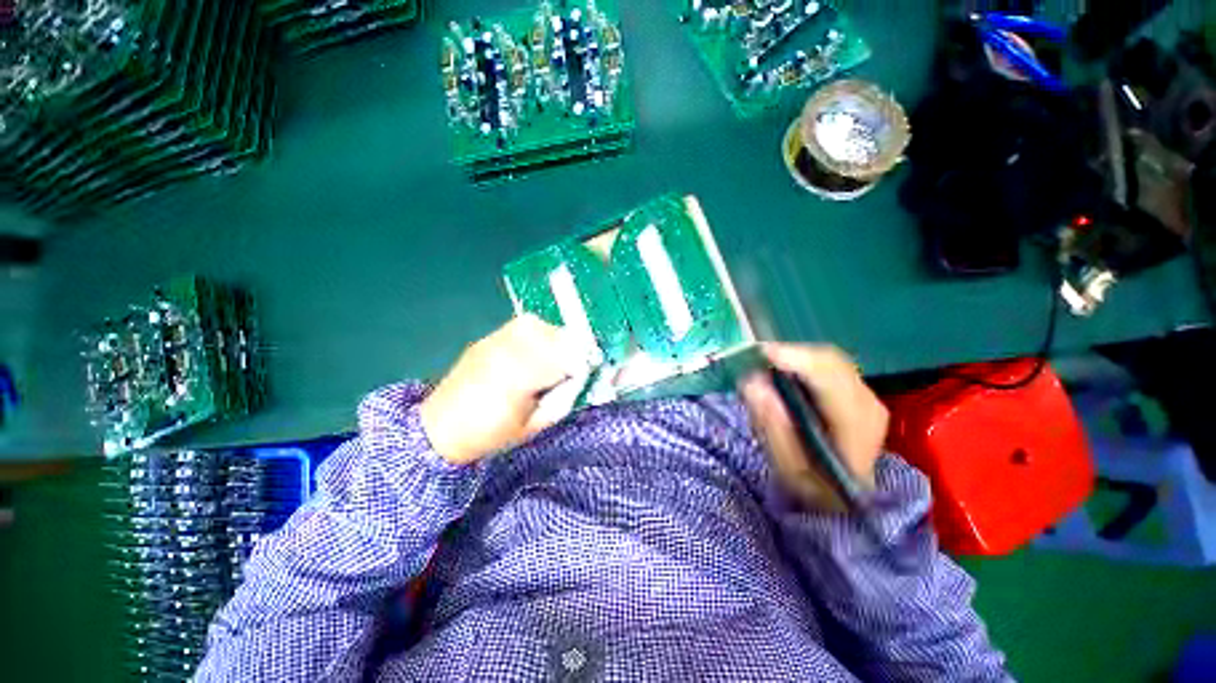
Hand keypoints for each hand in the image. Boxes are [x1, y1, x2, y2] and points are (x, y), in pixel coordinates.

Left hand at [420, 315, 588, 464]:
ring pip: (541, 326)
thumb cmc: (490, 435)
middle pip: (556, 336)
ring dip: (556, 340)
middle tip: (573, 369)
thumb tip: (582, 378)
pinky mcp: (489, 337)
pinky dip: (539, 335)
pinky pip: (525, 326)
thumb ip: (563, 399)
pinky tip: (536, 352)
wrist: (439, 428)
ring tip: (554, 359)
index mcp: (518, 378)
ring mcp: (495, 340)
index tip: (588, 375)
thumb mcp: (534, 426)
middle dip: (572, 351)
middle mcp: (508, 351)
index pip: (565, 358)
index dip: (583, 365)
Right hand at [739, 344, 888, 509]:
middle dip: (790, 355)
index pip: (830, 379)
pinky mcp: (859, 393)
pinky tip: (785, 373)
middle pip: (830, 361)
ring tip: (767, 367)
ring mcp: (867, 396)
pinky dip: (803, 364)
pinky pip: (828, 365)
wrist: (849, 502)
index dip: (796, 359)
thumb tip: (753, 383)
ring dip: (795, 358)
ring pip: (829, 359)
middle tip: (755, 360)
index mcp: (856, 428)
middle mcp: (868, 405)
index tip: (761, 353)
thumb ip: (772, 425)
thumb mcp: (788, 468)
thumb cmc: (815, 489)